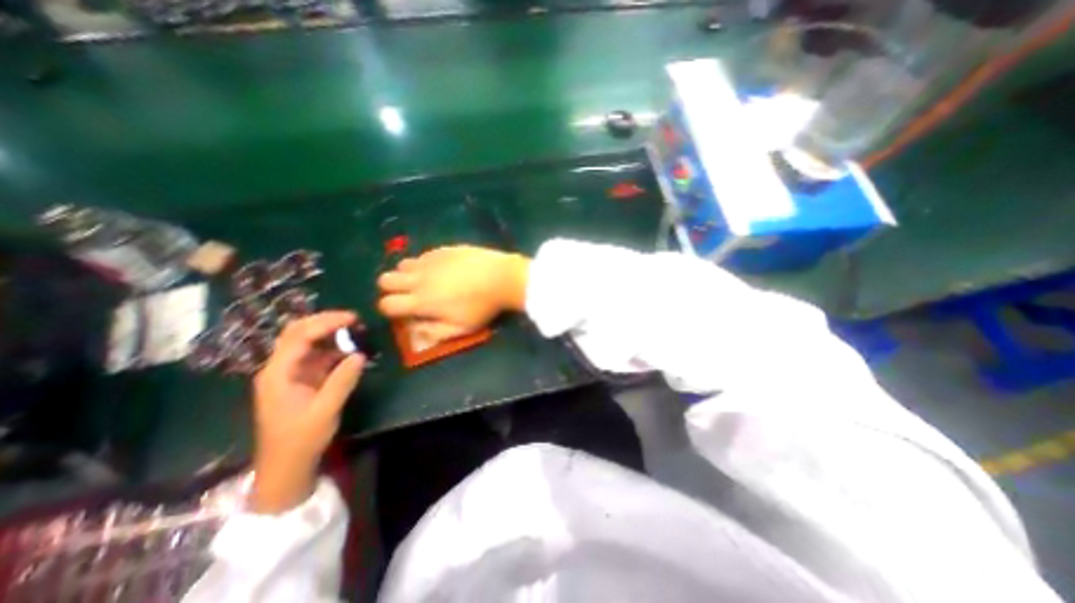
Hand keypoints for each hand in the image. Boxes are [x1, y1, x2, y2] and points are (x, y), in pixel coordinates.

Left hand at [247, 310, 363, 511]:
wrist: (286, 466)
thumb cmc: (301, 439)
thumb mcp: (325, 410)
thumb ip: (342, 381)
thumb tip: (359, 354)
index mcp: (278, 373)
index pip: (300, 336)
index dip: (326, 323)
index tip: (353, 318)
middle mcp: (281, 368)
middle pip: (298, 333)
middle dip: (325, 322)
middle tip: (354, 320)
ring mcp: (291, 373)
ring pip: (308, 342)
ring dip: (330, 334)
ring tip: (356, 331)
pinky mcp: (301, 380)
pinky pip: (317, 356)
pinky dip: (334, 349)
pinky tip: (350, 350)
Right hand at [376, 243, 529, 340]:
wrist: (501, 277)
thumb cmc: (482, 307)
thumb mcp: (461, 329)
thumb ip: (434, 332)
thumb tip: (415, 329)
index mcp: (421, 301)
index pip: (387, 304)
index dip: (389, 309)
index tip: (403, 312)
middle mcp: (419, 279)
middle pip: (384, 280)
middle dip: (391, 289)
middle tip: (409, 294)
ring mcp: (429, 260)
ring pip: (401, 264)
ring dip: (407, 274)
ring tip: (425, 280)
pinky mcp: (442, 249)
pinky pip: (422, 255)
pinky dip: (424, 263)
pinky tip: (441, 269)